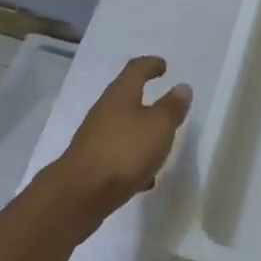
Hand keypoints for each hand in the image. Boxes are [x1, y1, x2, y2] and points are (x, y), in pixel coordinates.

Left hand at [50, 56, 191, 228]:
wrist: (78, 195)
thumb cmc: (124, 152)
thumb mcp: (159, 127)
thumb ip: (172, 107)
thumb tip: (182, 87)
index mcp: (121, 94)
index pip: (136, 69)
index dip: (151, 64)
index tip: (163, 66)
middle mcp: (105, 110)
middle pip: (126, 97)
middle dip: (145, 99)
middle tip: (165, 105)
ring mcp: (95, 138)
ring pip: (122, 128)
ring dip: (140, 132)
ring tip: (160, 145)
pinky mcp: (91, 163)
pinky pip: (117, 154)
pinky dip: (132, 159)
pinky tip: (144, 178)